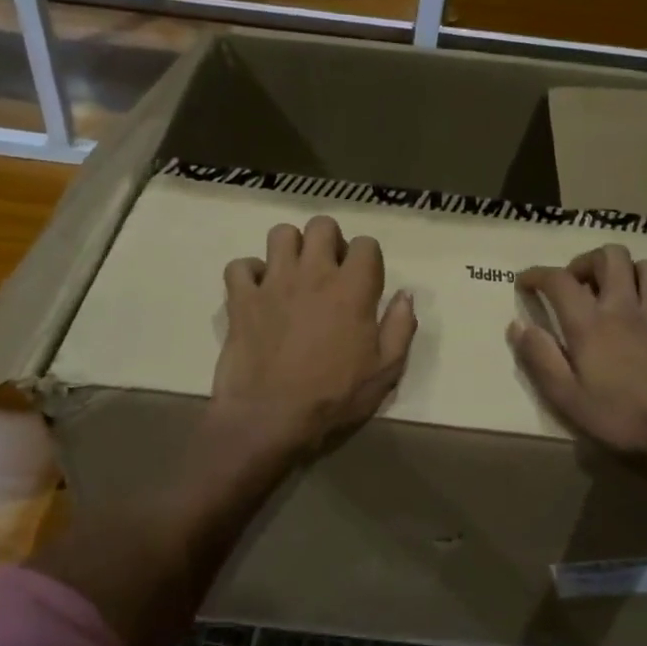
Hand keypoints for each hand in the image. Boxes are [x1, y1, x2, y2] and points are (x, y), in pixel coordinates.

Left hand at [212, 215, 416, 462]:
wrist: (270, 419)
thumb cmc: (333, 398)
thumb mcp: (385, 372)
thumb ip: (400, 327)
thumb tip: (406, 295)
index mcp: (352, 289)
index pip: (366, 244)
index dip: (368, 260)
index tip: (365, 283)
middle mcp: (312, 274)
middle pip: (322, 226)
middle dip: (330, 242)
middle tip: (330, 272)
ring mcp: (273, 283)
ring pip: (280, 234)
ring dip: (290, 248)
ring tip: (293, 275)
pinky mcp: (241, 299)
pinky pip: (240, 266)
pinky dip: (248, 274)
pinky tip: (257, 293)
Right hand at [510, 245, 646, 488]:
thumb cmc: (620, 420)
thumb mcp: (565, 398)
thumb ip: (539, 358)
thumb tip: (518, 325)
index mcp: (591, 324)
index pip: (559, 280)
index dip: (537, 274)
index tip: (525, 283)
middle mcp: (626, 308)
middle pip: (611, 257)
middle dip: (588, 261)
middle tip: (576, 285)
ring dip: (630, 272)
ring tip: (617, 293)